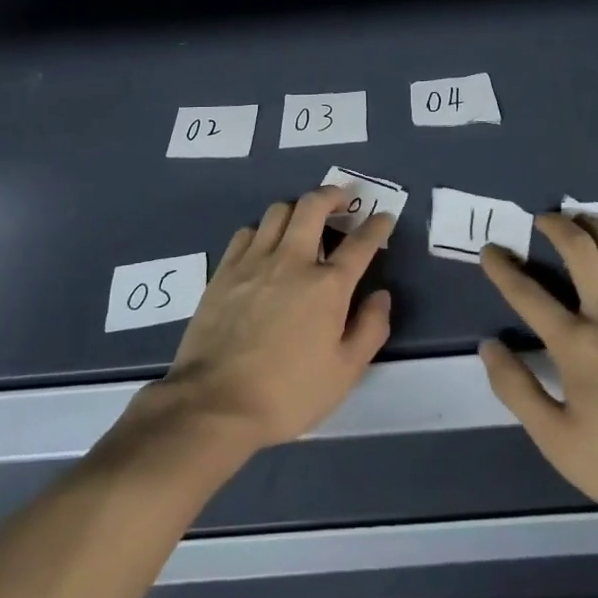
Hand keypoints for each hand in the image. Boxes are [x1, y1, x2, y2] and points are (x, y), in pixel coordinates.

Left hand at [148, 186, 393, 451]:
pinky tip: (265, 245)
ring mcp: (255, 260)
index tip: (383, 217)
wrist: (215, 402)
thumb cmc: (288, 393)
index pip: (360, 243)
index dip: (376, 226)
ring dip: (297, 209)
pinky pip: (248, 230)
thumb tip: (381, 295)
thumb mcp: (344, 373)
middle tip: (341, 201)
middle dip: (332, 195)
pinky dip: (263, 229)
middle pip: (313, 206)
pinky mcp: (225, 269)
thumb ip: (369, 329)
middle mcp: (293, 260)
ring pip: (279, 210)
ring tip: (303, 222)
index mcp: (327, 285)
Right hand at [478, 215, 597, 562]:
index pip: (528, 294)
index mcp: (577, 347)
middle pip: (581, 251)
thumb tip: (489, 346)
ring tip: (584, 221)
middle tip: (543, 219)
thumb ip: (517, 390)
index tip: (490, 251)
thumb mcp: (558, 444)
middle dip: (556, 226)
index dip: (502, 268)